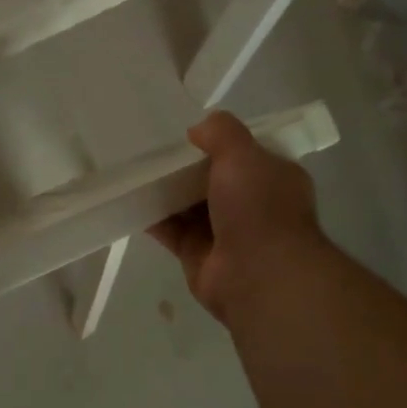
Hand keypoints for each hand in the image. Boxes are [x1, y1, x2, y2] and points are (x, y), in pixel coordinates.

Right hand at [148, 112, 329, 328]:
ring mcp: (226, 234)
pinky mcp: (199, 256)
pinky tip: (132, 201)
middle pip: (214, 181)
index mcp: (274, 180)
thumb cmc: (260, 207)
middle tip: (158, 153)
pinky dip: (154, 218)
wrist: (260, 277)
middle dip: (188, 169)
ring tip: (138, 172)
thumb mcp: (243, 153)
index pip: (248, 156)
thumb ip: (221, 132)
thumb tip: (197, 131)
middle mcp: (253, 206)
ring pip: (190, 206)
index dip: (222, 145)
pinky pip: (172, 231)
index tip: (193, 136)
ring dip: (167, 192)